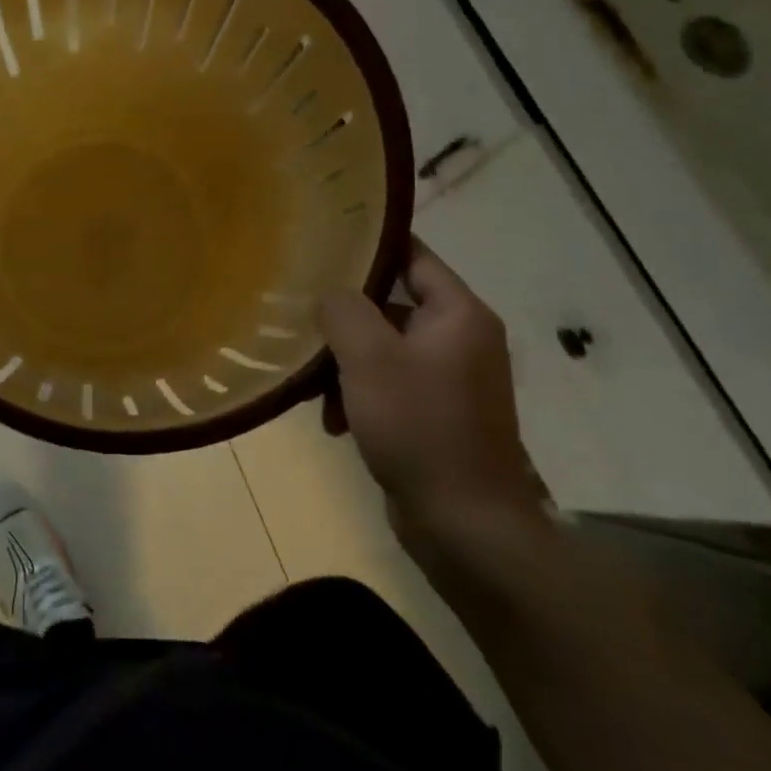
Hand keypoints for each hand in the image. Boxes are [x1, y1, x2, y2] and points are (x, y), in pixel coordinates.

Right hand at [317, 239, 544, 551]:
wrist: (466, 527)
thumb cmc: (419, 427)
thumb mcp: (370, 358)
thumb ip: (343, 309)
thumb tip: (329, 292)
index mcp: (458, 315)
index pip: (413, 255)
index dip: (370, 246)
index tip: (323, 242)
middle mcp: (461, 340)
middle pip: (392, 305)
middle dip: (345, 320)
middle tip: (303, 322)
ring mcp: (451, 381)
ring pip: (384, 350)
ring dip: (346, 365)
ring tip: (314, 389)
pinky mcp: (438, 416)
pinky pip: (390, 387)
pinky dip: (360, 396)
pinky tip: (334, 423)